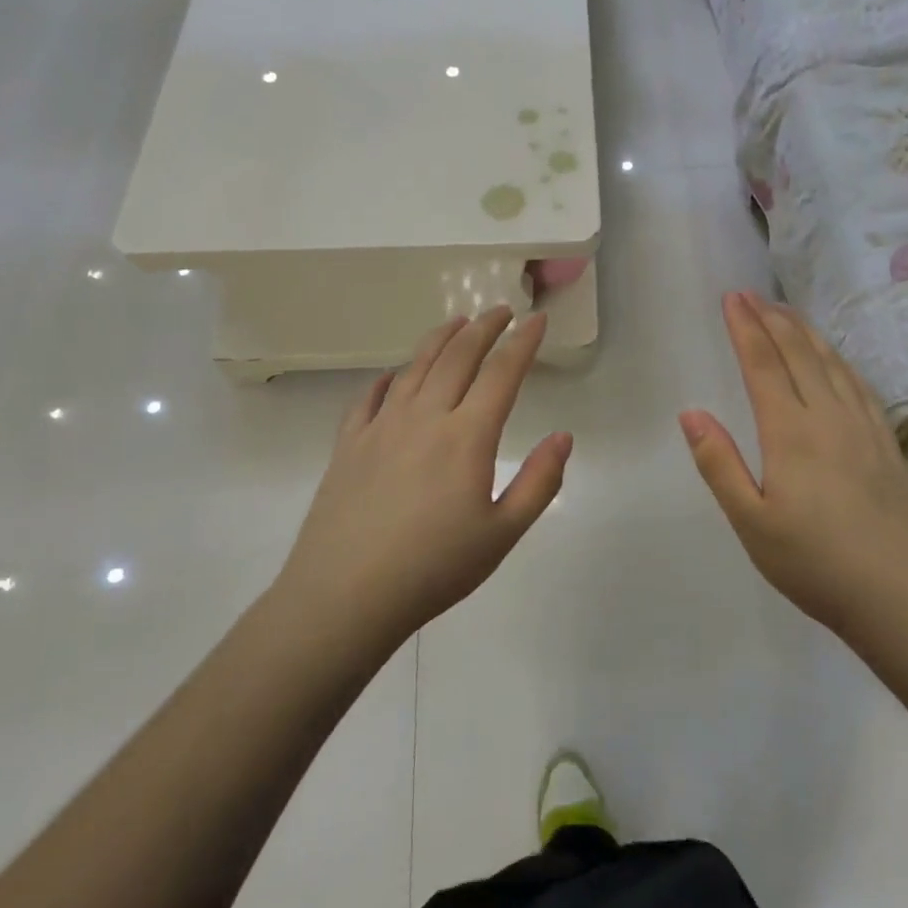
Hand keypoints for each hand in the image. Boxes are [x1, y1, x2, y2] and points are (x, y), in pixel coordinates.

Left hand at [280, 307, 571, 648]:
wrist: (345, 596)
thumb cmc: (434, 568)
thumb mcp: (503, 533)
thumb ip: (540, 481)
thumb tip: (563, 436)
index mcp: (467, 436)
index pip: (502, 373)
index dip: (523, 342)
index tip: (537, 320)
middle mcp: (425, 417)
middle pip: (458, 357)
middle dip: (484, 328)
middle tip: (501, 311)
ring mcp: (381, 427)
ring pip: (414, 367)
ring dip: (439, 339)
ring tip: (456, 322)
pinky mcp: (348, 444)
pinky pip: (369, 397)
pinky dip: (388, 377)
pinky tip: (394, 375)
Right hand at [680, 292, 907, 638]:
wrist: (903, 595)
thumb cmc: (815, 564)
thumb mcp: (751, 522)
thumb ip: (719, 464)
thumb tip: (691, 413)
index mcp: (790, 433)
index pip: (763, 365)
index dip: (745, 328)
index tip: (731, 298)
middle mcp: (828, 416)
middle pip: (798, 353)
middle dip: (772, 319)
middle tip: (752, 294)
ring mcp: (864, 427)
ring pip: (832, 363)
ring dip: (805, 332)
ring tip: (787, 312)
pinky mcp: (886, 443)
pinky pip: (860, 384)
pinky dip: (840, 360)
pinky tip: (836, 360)